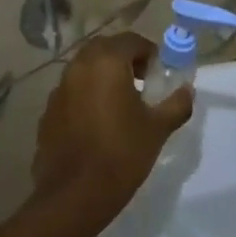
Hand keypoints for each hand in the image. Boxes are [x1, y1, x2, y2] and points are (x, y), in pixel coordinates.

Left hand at [29, 33, 191, 236]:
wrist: (73, 196)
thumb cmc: (121, 155)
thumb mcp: (157, 129)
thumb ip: (176, 104)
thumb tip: (187, 90)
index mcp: (106, 62)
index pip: (131, 40)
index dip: (149, 53)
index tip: (159, 73)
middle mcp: (79, 66)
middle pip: (105, 49)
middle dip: (125, 59)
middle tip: (142, 82)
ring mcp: (59, 88)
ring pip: (85, 69)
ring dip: (104, 76)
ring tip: (121, 103)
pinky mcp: (48, 111)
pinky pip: (72, 91)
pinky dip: (86, 95)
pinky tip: (97, 123)